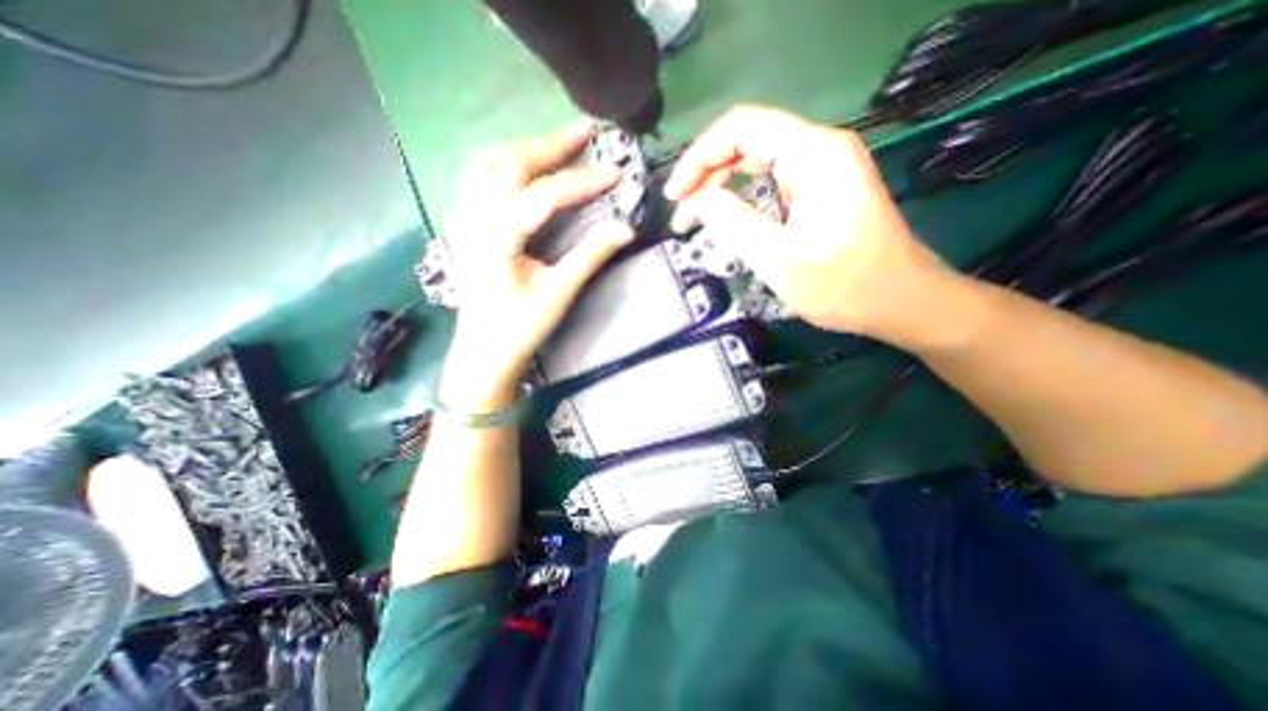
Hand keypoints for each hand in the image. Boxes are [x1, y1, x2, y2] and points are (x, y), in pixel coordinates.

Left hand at [441, 122, 634, 404]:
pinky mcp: (465, 226)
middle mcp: (474, 217)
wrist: (484, 352)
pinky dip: (503, 162)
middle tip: (586, 131)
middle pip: (510, 164)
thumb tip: (626, 229)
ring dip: (523, 148)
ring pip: (488, 164)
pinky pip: (478, 178)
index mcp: (497, 236)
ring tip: (556, 144)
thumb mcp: (559, 293)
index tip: (616, 173)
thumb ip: (591, 256)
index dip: (582, 181)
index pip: (544, 195)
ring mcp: (464, 219)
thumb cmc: (520, 328)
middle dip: (550, 145)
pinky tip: (522, 166)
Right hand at [664, 105, 951, 346]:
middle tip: (681, 215)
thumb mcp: (782, 261)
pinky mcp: (818, 192)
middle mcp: (818, 150)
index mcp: (815, 154)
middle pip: (746, 142)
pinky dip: (740, 200)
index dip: (699, 157)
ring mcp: (820, 171)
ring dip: (720, 188)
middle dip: (705, 175)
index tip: (675, 196)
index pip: (741, 128)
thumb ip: (735, 225)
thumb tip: (698, 202)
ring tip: (694, 220)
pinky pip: (768, 184)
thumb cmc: (847, 287)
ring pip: (754, 163)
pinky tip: (726, 222)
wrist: (902, 303)